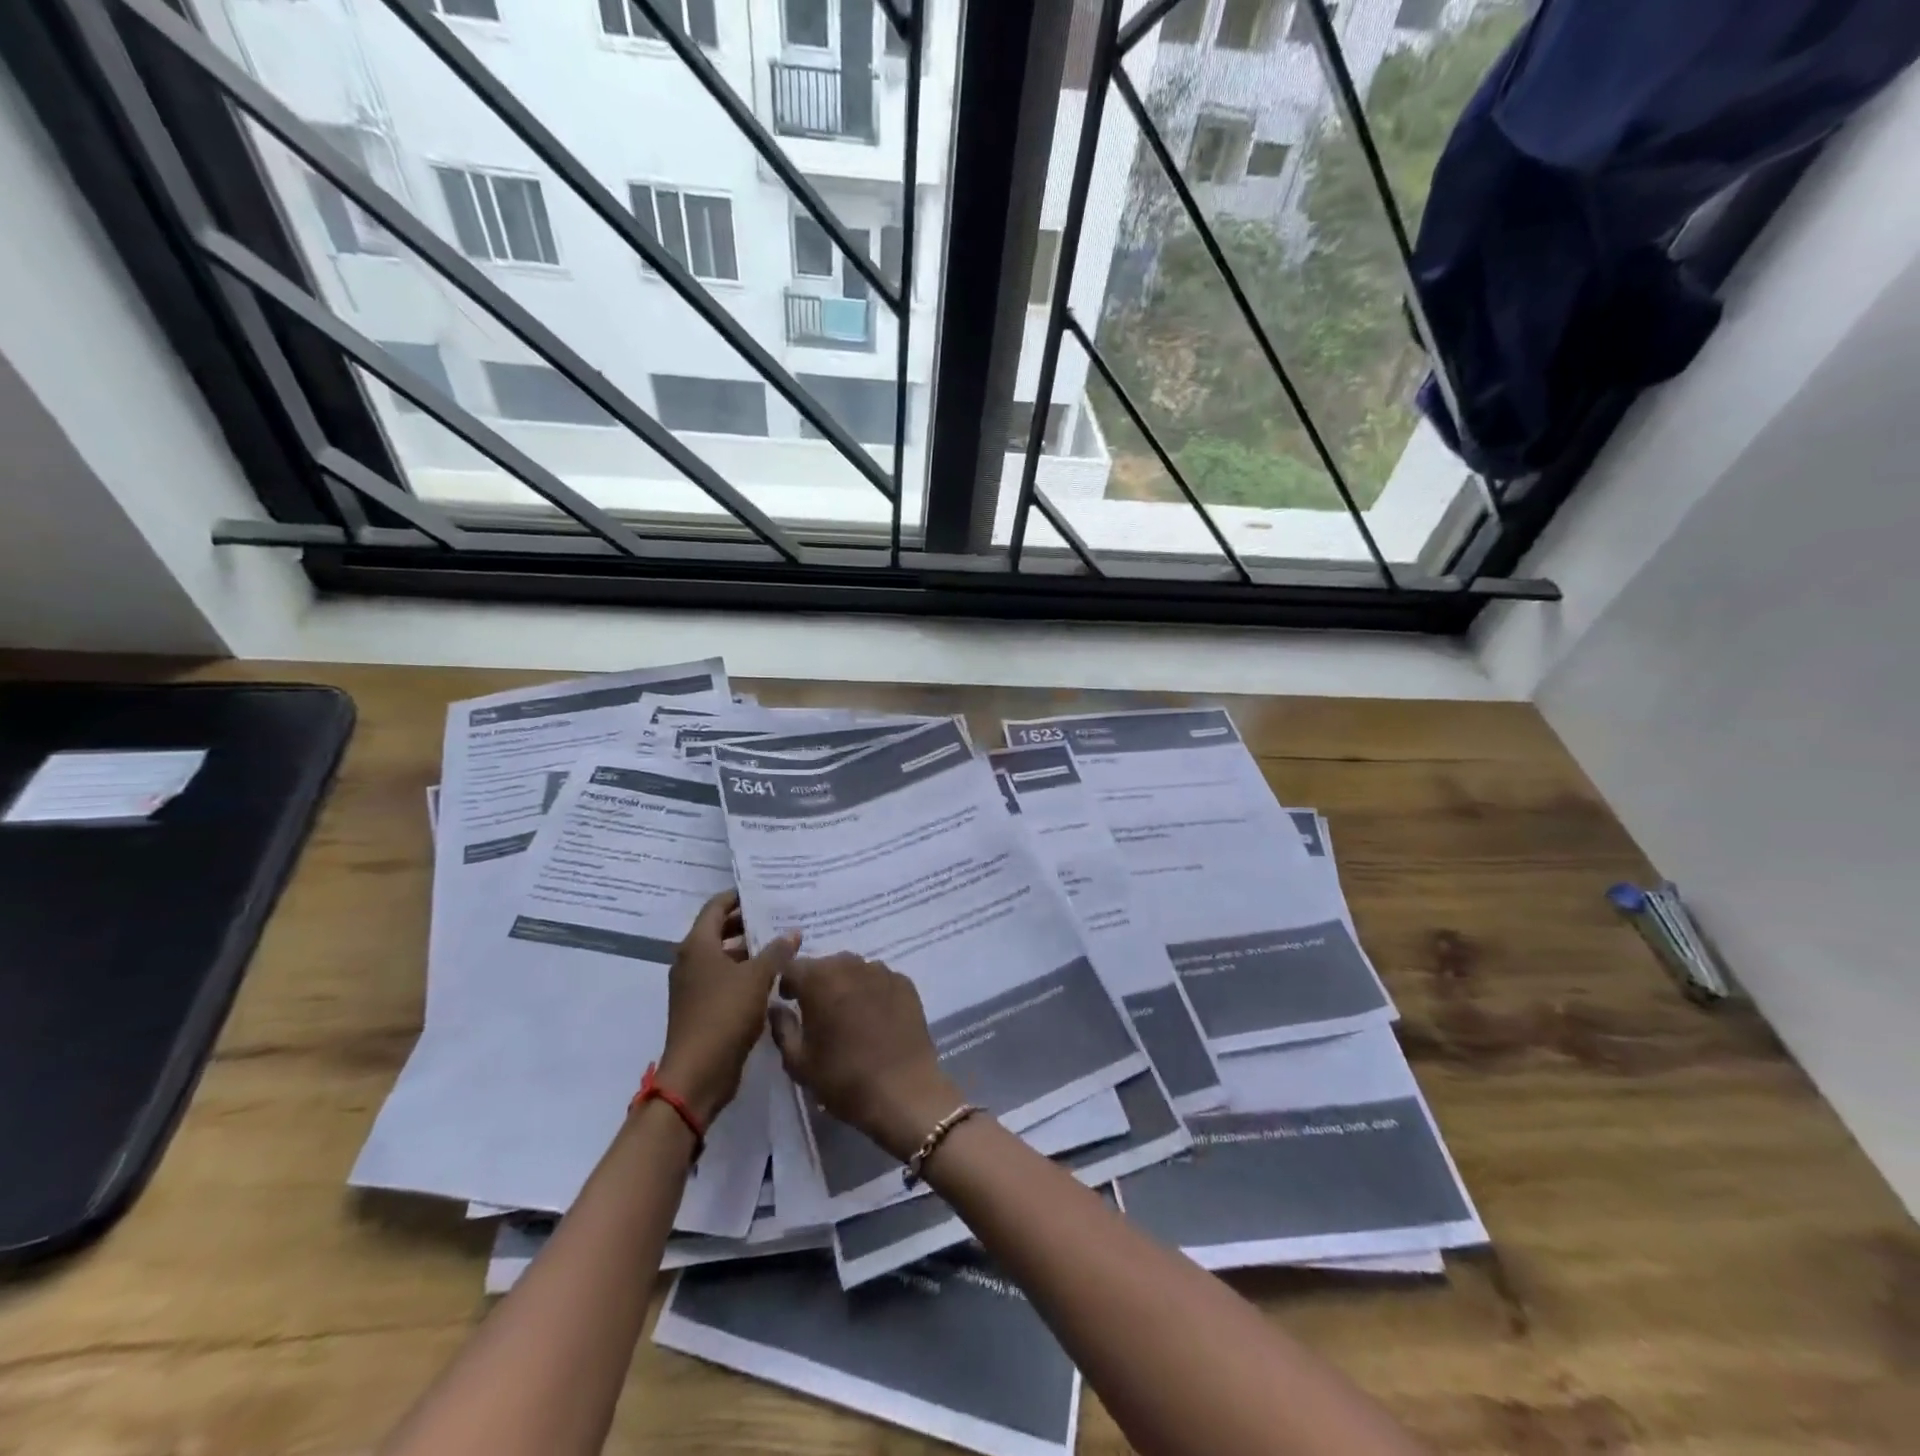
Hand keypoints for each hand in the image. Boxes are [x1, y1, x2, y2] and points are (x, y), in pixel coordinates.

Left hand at [657, 893, 798, 1125]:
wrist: (698, 1074)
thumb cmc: (724, 1015)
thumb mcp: (757, 978)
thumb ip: (776, 952)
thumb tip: (793, 931)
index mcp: (697, 946)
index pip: (716, 907)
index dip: (737, 896)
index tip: (764, 891)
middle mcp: (690, 961)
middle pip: (719, 930)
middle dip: (747, 922)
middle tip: (779, 915)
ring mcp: (693, 987)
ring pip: (723, 957)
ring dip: (749, 950)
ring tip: (782, 944)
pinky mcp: (701, 1008)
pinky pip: (725, 979)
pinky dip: (745, 973)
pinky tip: (773, 977)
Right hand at [767, 953, 962, 1160]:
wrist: (904, 1091)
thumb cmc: (844, 1079)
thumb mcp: (798, 1062)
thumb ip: (782, 1027)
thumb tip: (778, 1007)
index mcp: (819, 980)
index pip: (792, 966)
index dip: (787, 982)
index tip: (789, 1001)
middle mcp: (851, 965)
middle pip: (826, 964)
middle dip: (817, 982)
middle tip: (818, 1010)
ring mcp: (882, 972)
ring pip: (855, 969)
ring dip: (846, 984)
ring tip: (849, 1013)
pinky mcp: (905, 983)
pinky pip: (879, 979)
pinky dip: (872, 991)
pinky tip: (876, 1017)